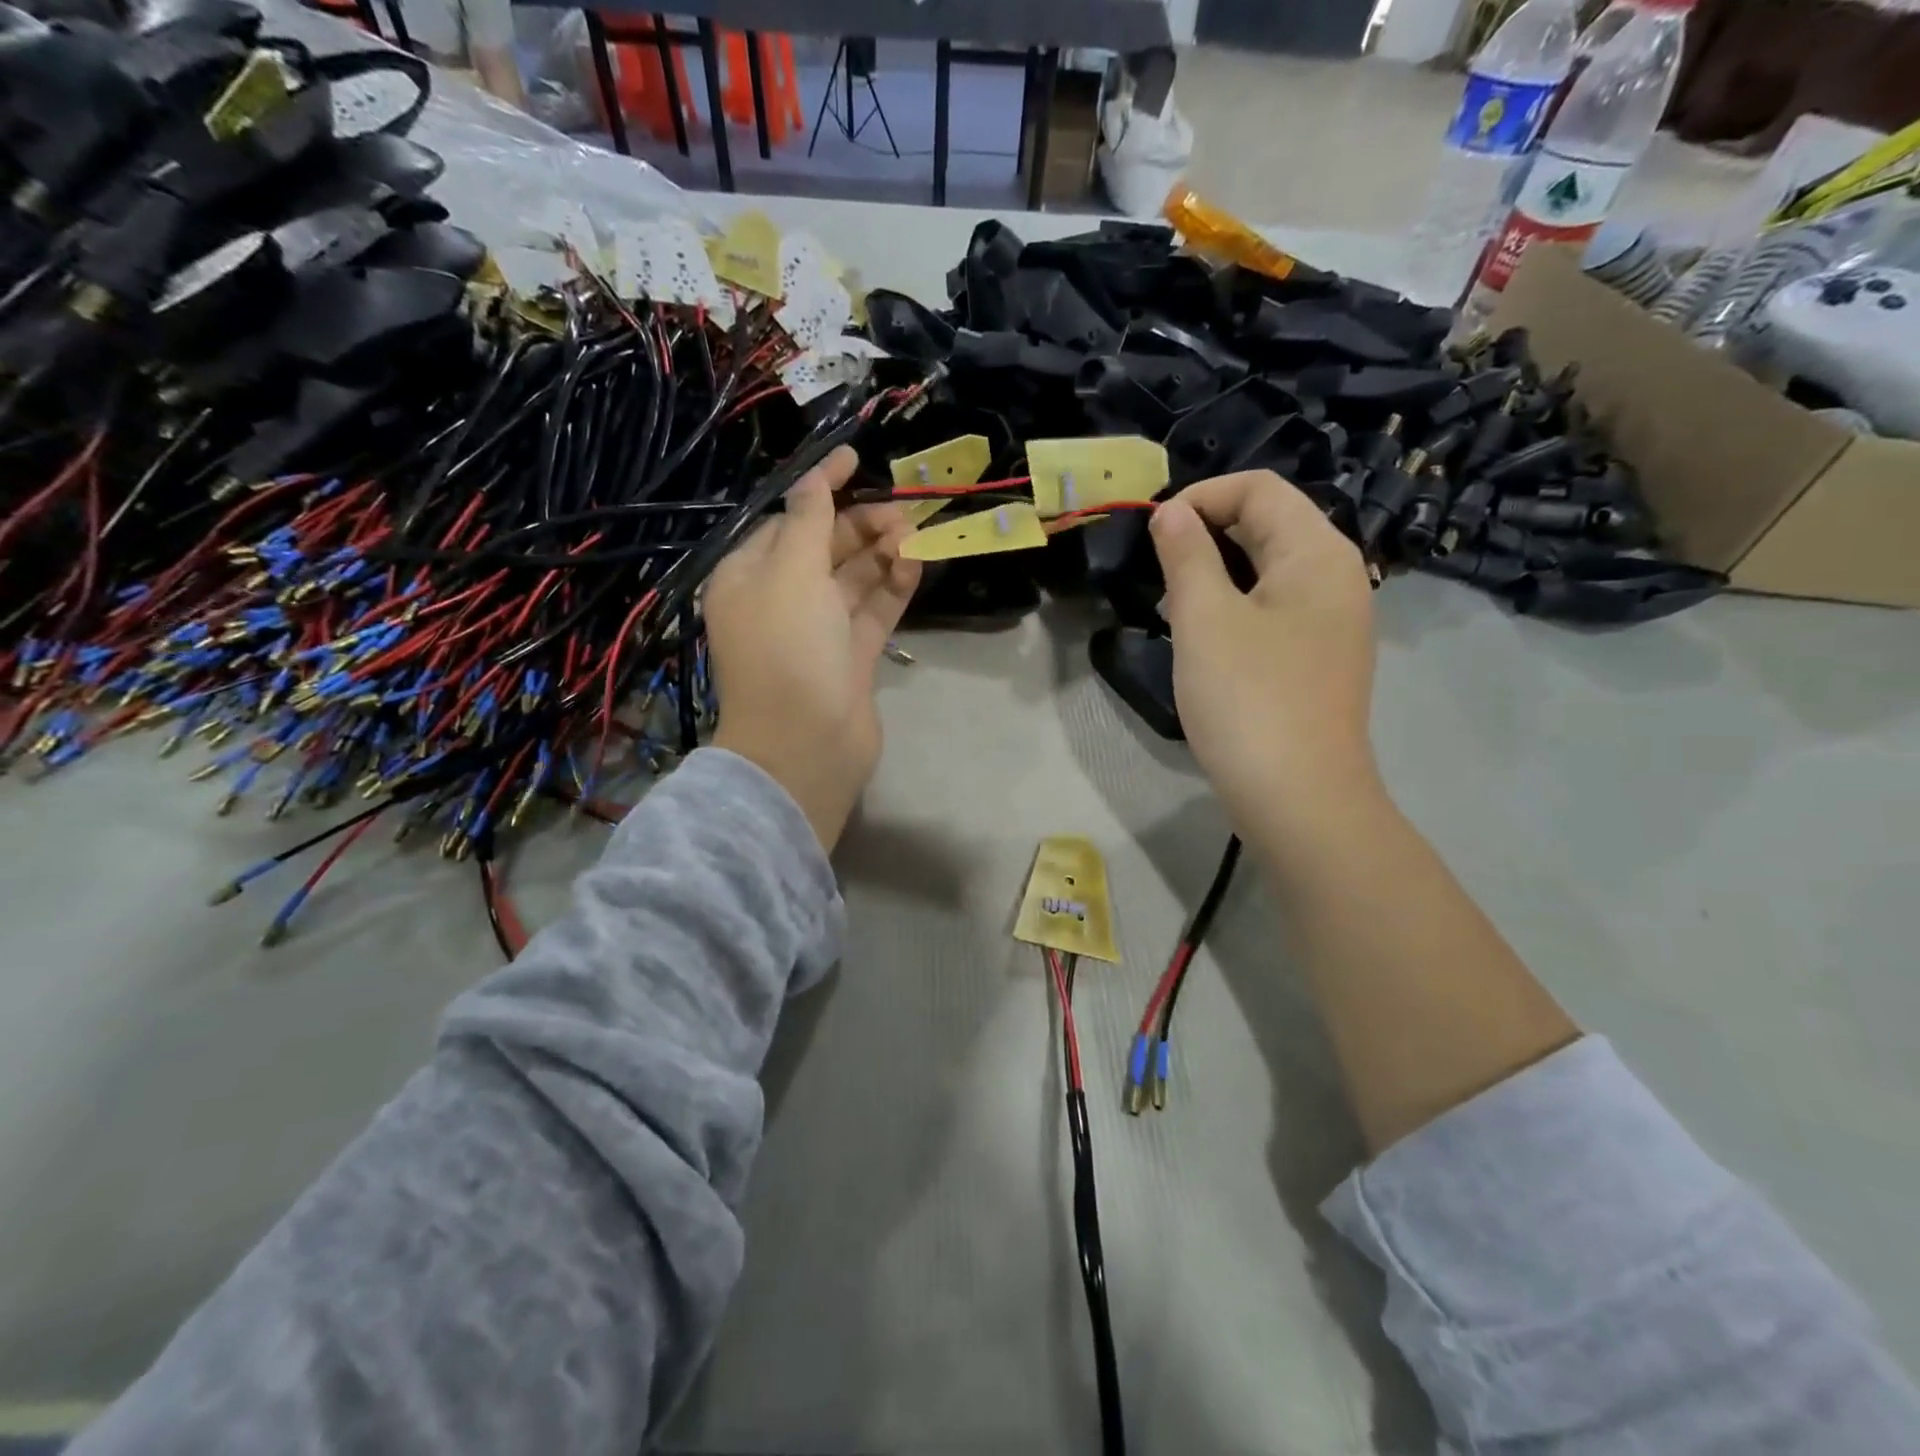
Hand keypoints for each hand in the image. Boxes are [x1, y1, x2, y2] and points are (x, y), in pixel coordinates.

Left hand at [706, 446, 920, 851]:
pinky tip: (914, 565)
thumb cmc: (788, 649)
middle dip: (861, 524)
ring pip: (853, 579)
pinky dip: (893, 587)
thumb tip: (815, 476)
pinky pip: (873, 611)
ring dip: (882, 553)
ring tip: (914, 534)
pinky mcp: (851, 657)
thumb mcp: (790, 572)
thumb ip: (809, 520)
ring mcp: (818, 631)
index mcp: (748, 576)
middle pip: (824, 548)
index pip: (787, 521)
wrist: (806, 744)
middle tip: (903, 512)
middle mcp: (780, 600)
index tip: (855, 458)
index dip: (819, 489)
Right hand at [1149, 471, 1379, 839]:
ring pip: (1269, 569)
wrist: (1299, 799)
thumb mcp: (1204, 619)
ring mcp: (1334, 620)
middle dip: (1207, 532)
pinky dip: (1236, 604)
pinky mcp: (1320, 657)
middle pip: (1269, 523)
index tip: (1152, 530)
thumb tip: (1172, 512)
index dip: (1201, 496)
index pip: (1260, 488)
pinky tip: (1204, 637)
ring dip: (1217, 570)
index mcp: (1317, 552)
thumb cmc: (1248, 699)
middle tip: (1156, 568)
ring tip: (1172, 602)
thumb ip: (1186, 554)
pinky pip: (1275, 607)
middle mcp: (1337, 576)